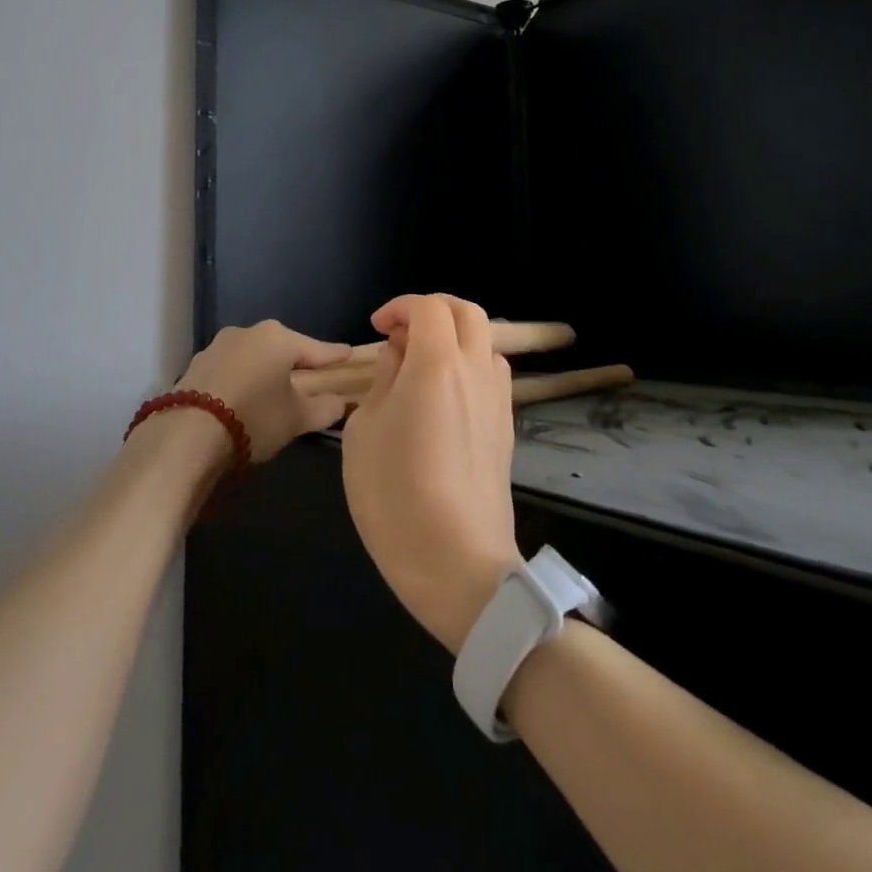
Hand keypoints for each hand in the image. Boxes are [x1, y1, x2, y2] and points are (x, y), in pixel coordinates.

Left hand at [173, 320, 351, 461]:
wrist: (188, 434)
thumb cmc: (254, 418)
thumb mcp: (297, 419)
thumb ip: (325, 408)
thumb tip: (341, 402)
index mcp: (278, 338)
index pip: (316, 349)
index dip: (334, 355)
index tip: (349, 354)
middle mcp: (248, 332)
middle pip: (282, 349)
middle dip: (297, 363)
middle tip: (312, 379)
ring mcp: (218, 345)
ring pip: (253, 357)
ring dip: (265, 371)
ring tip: (274, 392)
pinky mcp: (197, 364)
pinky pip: (231, 369)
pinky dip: (242, 379)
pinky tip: (243, 398)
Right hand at [340, 294, 521, 653]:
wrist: (458, 564)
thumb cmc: (395, 496)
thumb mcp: (364, 432)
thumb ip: (383, 381)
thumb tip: (400, 356)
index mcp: (437, 365)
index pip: (429, 307)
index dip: (400, 307)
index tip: (378, 329)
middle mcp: (476, 372)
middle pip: (468, 312)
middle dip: (433, 309)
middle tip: (402, 332)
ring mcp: (498, 401)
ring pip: (486, 342)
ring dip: (455, 337)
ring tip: (423, 365)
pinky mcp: (507, 429)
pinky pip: (492, 375)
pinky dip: (469, 366)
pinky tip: (445, 397)